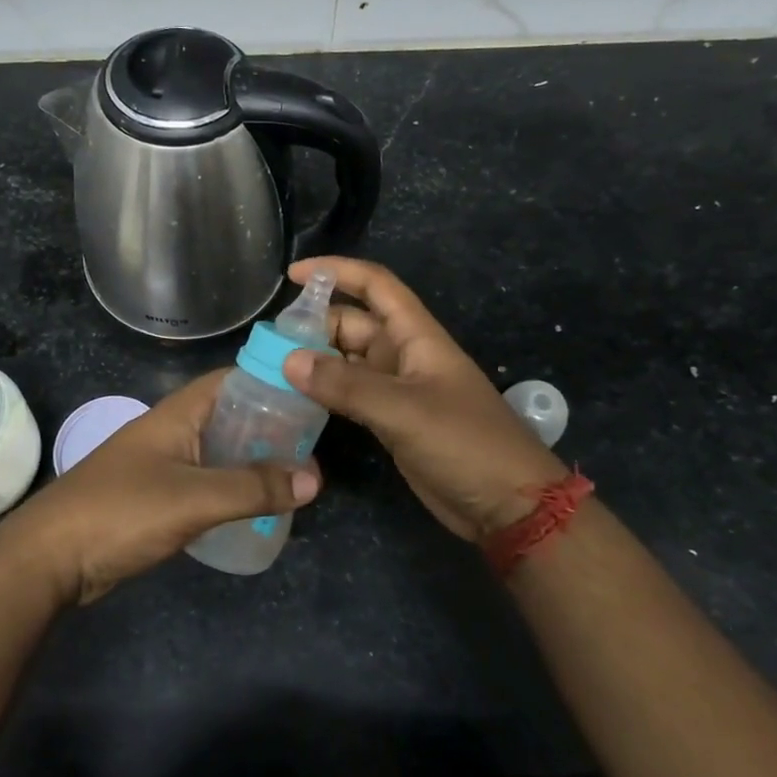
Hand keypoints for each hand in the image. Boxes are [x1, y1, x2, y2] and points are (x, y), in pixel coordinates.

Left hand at [0, 370, 320, 605]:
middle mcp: (170, 431)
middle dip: (269, 426)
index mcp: (177, 414)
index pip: (232, 379)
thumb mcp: (194, 498)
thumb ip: (253, 488)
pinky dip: (231, 487)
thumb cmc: (121, 512)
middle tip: (313, 444)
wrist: (50, 558)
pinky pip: (204, 481)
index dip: (272, 381)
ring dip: (252, 460)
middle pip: (229, 416)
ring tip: (295, 476)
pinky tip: (254, 505)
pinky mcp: (155, 497)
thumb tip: (314, 479)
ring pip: (217, 451)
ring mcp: (160, 464)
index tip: (312, 394)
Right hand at [282, 256, 563, 540]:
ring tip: (270, 369)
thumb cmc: (465, 443)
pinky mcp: (391, 421)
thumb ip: (346, 385)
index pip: (375, 285)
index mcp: (416, 336)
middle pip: (353, 324)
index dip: (336, 271)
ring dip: (315, 361)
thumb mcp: (404, 410)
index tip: (293, 274)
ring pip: (347, 361)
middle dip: (314, 325)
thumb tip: (288, 360)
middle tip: (268, 343)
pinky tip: (294, 401)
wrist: (508, 505)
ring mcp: (397, 389)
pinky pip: (350, 395)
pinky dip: (324, 393)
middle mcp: (404, 355)